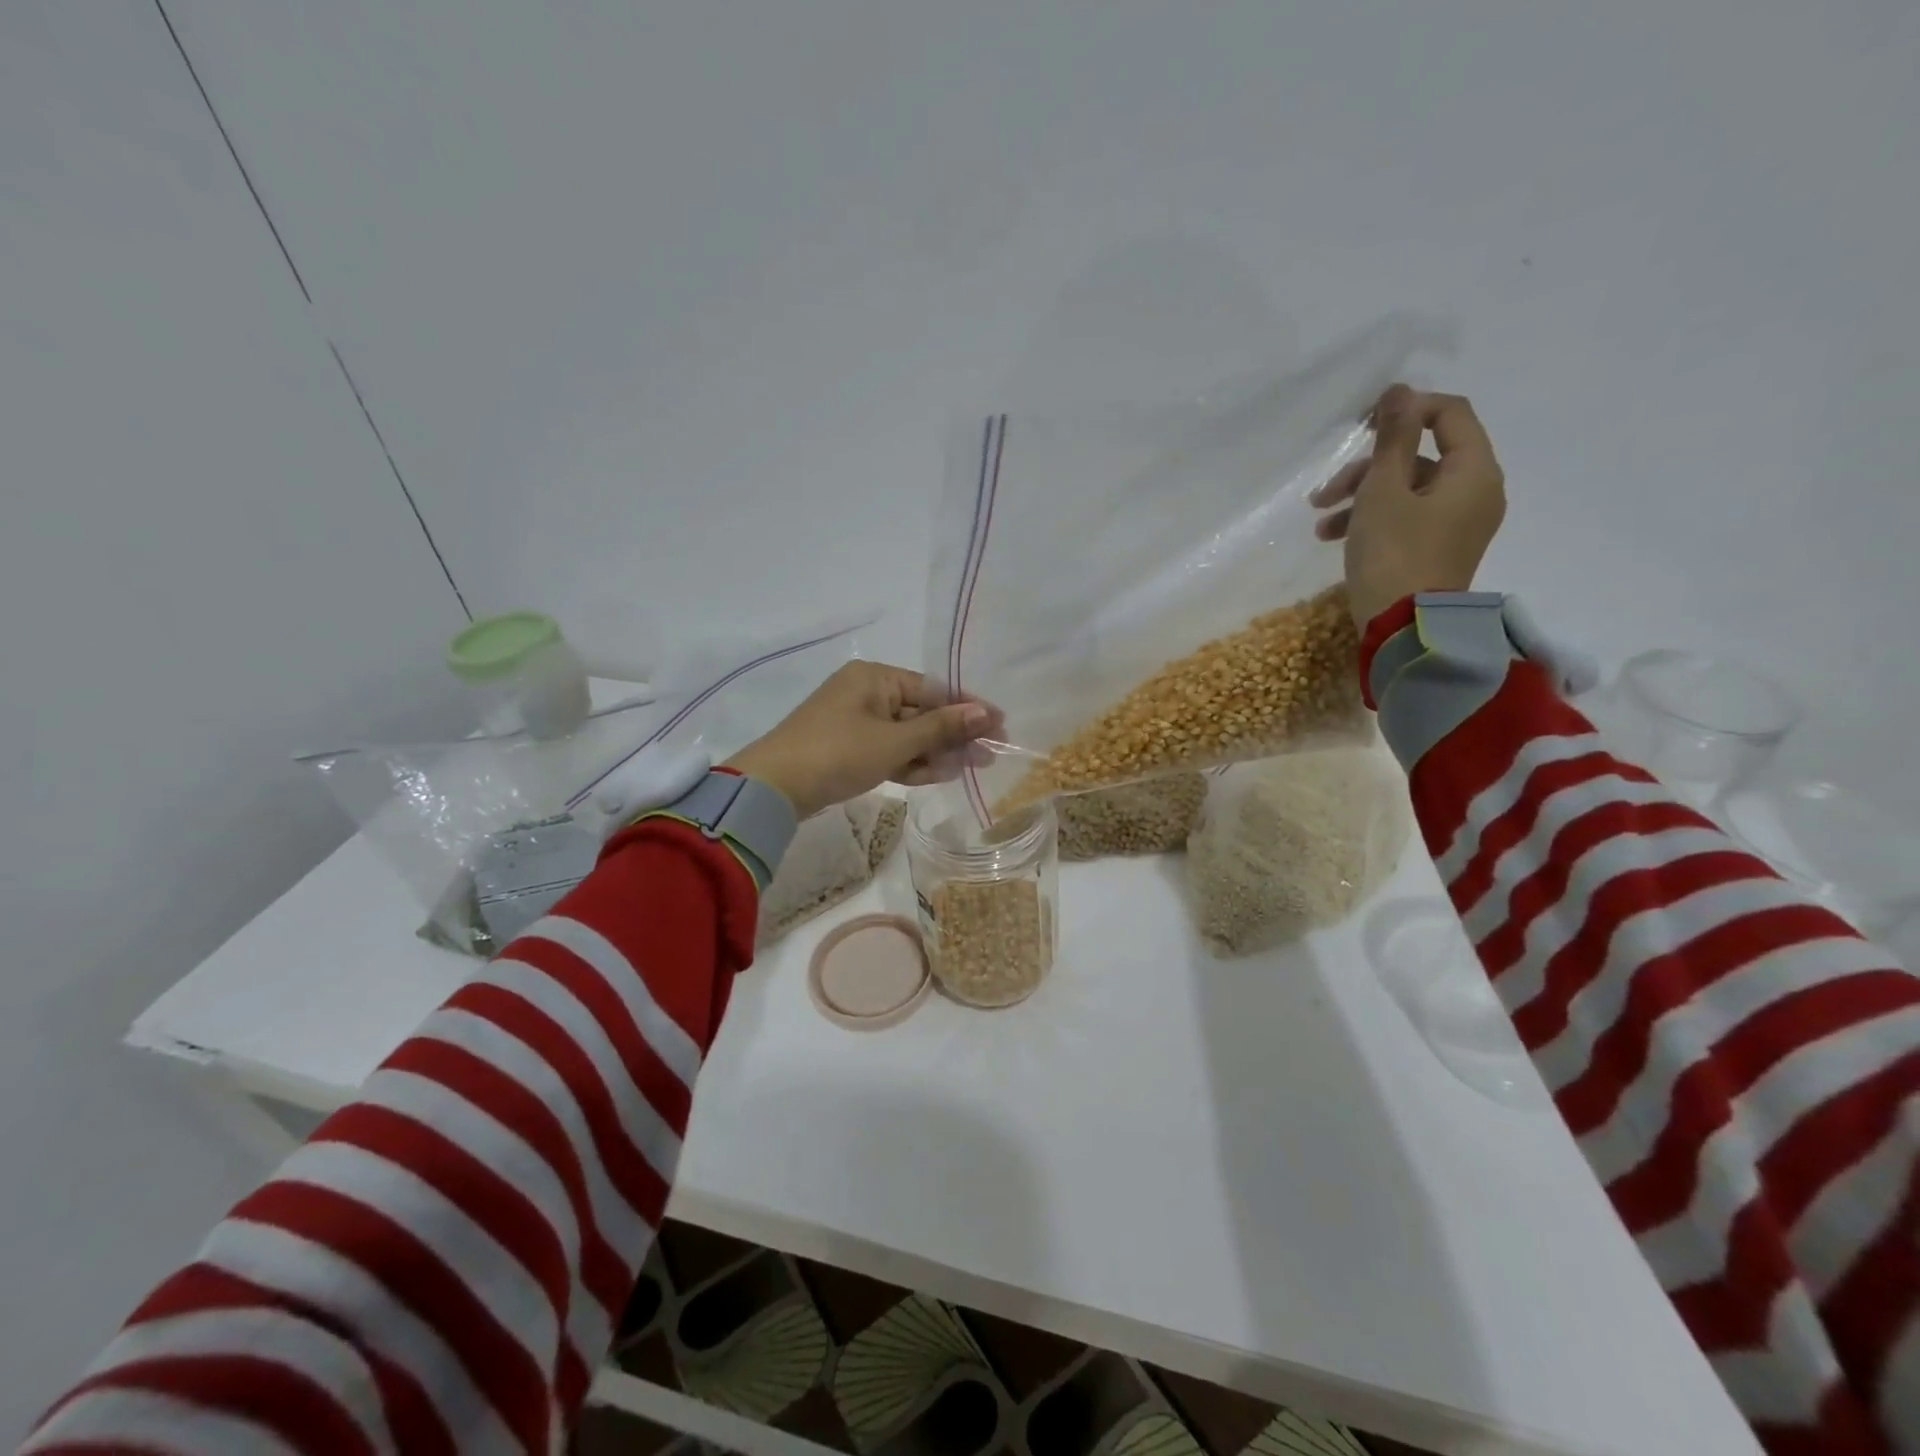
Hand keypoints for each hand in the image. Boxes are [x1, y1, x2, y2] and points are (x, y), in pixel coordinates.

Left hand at [725, 662, 1001, 819]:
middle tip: (990, 754)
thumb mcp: (895, 741)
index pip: (934, 688)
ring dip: (935, 752)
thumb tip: (984, 713)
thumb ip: (942, 728)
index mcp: (875, 677)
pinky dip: (910, 762)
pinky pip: (889, 750)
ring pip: (906, 735)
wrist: (774, 788)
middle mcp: (866, 693)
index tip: (999, 724)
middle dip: (954, 735)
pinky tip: (938, 774)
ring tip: (971, 768)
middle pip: (922, 712)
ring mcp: (856, 722)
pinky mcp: (848, 749)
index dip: (968, 708)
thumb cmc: (838, 753)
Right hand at [1310, 385, 1506, 629]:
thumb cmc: (1393, 555)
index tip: (1362, 426)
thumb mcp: (1383, 492)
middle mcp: (1475, 492)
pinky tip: (1332, 537)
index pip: (1450, 414)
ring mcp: (1457, 524)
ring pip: (1406, 490)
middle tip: (1326, 489)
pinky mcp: (1437, 549)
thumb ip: (1392, 439)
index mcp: (1474, 471)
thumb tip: (1399, 390)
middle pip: (1420, 457)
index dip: (1406, 410)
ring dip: (1360, 497)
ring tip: (1320, 520)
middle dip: (1368, 468)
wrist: (1403, 631)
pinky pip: (1406, 518)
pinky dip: (1371, 520)